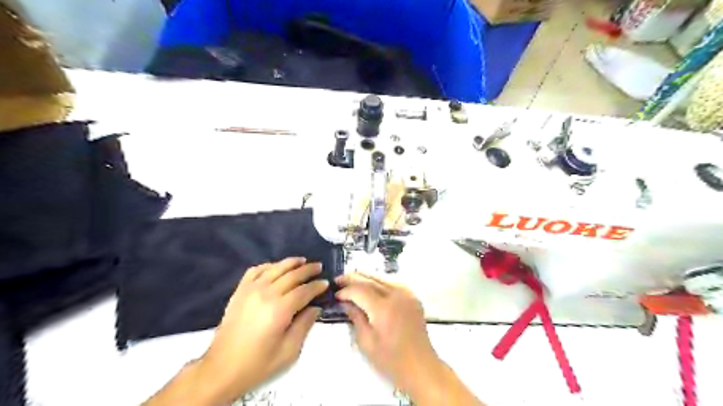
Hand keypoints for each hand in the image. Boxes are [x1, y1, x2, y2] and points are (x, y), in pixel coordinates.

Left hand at [195, 258, 324, 403]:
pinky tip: (275, 267)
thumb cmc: (258, 363)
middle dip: (308, 270)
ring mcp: (251, 290)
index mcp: (280, 310)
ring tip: (302, 260)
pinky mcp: (240, 291)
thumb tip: (315, 308)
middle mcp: (266, 294)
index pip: (304, 291)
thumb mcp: (288, 351)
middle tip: (319, 267)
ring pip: (275, 268)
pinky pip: (255, 270)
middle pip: (292, 275)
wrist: (221, 369)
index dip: (317, 286)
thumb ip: (304, 326)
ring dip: (291, 262)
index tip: (326, 283)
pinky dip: (268, 265)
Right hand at [334, 272, 446, 395]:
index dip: (346, 290)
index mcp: (383, 308)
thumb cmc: (391, 359)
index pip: (360, 290)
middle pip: (371, 279)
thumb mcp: (366, 341)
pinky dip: (380, 282)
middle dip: (353, 278)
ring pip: (382, 278)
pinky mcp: (413, 297)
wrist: (421, 366)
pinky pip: (393, 283)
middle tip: (338, 280)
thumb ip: (355, 317)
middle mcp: (396, 295)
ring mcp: (407, 294)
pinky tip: (372, 286)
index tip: (335, 295)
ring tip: (352, 280)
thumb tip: (345, 302)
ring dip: (366, 277)